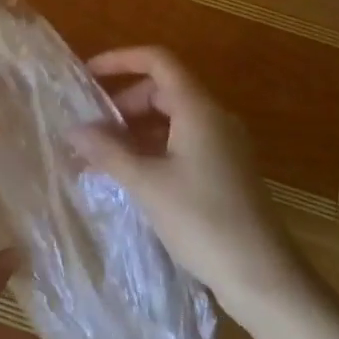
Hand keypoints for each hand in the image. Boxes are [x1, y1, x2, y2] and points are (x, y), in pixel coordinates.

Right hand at [69, 48, 300, 307]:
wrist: (264, 278)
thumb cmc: (203, 221)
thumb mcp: (148, 185)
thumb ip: (109, 152)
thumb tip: (74, 129)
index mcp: (198, 108)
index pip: (158, 61)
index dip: (121, 60)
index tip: (89, 75)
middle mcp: (214, 117)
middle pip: (164, 89)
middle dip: (125, 102)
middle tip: (94, 128)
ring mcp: (224, 144)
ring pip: (174, 118)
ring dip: (138, 129)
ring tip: (106, 155)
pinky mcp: (227, 170)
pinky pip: (184, 142)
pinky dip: (156, 148)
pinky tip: (134, 176)